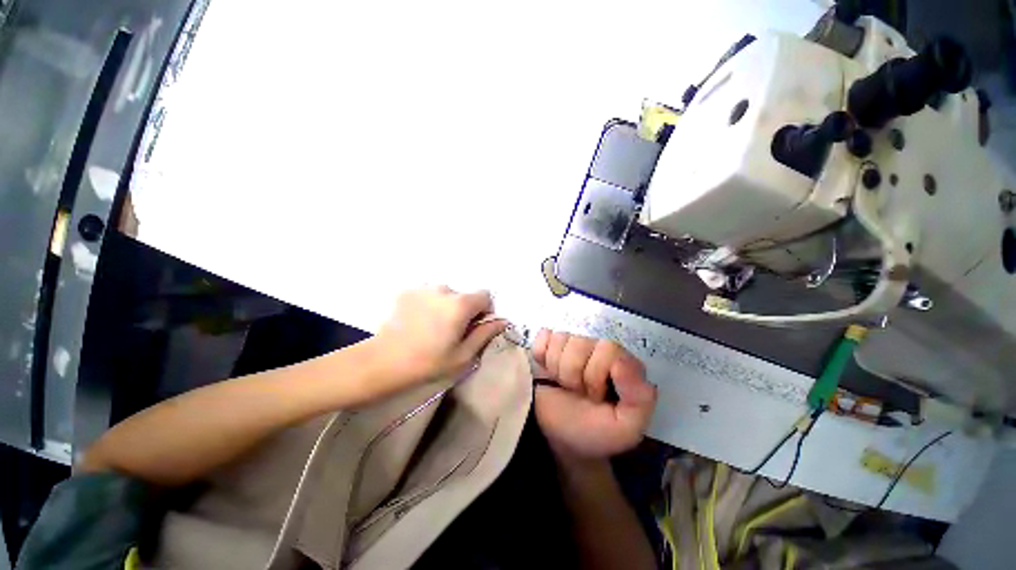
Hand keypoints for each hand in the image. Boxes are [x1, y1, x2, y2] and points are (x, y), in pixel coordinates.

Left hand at [373, 286, 506, 390]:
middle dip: (464, 309)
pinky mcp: (407, 291)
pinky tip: (417, 321)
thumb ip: (485, 334)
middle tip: (450, 331)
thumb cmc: (427, 362)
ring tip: (431, 326)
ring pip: (446, 294)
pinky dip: (429, 304)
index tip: (474, 326)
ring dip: (445, 306)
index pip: (485, 295)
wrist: (382, 361)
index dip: (484, 310)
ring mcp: (423, 288)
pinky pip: (428, 294)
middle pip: (464, 295)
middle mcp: (444, 289)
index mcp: (460, 304)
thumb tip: (501, 321)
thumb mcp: (463, 355)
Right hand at [533, 330, 656, 461]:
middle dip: (573, 373)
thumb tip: (622, 362)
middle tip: (576, 392)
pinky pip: (543, 336)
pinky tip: (546, 369)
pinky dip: (540, 354)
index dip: (595, 373)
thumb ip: (639, 398)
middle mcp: (597, 349)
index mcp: (620, 363)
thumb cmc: (592, 432)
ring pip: (560, 339)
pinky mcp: (549, 344)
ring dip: (556, 368)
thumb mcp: (625, 428)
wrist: (556, 438)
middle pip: (580, 343)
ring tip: (562, 385)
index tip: (594, 396)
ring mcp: (571, 345)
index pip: (607, 349)